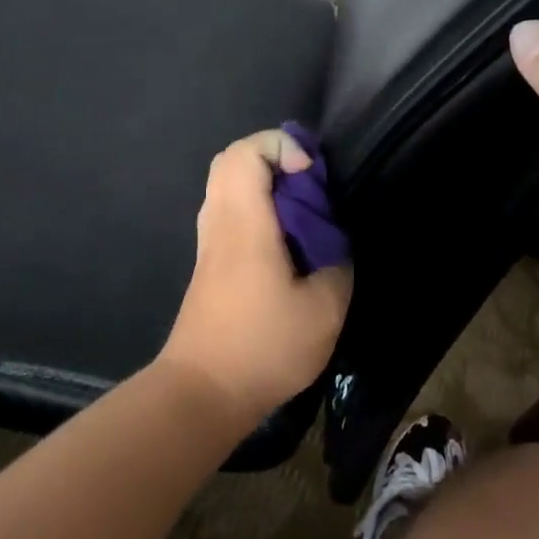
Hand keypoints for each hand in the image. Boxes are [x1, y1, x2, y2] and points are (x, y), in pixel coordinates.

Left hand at [159, 129, 352, 428]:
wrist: (202, 392)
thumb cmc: (263, 347)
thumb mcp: (323, 310)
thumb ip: (337, 264)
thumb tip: (333, 243)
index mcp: (244, 222)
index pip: (247, 152)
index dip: (282, 146)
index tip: (311, 176)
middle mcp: (220, 221)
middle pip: (232, 158)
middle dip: (274, 156)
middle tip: (308, 185)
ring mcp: (209, 241)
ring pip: (228, 183)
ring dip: (265, 183)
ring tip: (301, 213)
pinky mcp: (209, 262)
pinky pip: (229, 209)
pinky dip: (256, 206)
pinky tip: (284, 242)